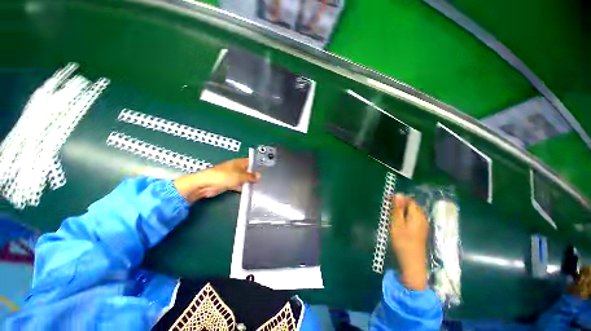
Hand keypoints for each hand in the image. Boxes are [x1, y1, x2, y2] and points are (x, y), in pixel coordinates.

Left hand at [173, 158, 258, 203]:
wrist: (207, 184)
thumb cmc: (224, 176)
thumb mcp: (241, 176)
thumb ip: (251, 176)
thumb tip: (259, 176)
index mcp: (239, 162)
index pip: (251, 162)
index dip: (257, 165)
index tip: (264, 170)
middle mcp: (236, 168)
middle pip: (247, 171)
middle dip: (253, 175)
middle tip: (261, 180)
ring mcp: (232, 176)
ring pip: (243, 178)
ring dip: (248, 182)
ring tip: (256, 186)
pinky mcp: (228, 183)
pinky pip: (238, 185)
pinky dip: (242, 187)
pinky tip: (247, 191)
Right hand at [390, 194, 428, 290]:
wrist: (412, 264)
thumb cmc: (403, 242)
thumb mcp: (397, 224)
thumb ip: (398, 209)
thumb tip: (398, 194)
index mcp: (417, 216)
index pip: (409, 200)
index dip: (399, 200)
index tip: (388, 204)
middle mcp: (423, 219)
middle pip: (411, 206)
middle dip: (400, 206)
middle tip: (389, 213)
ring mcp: (423, 226)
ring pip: (411, 213)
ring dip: (402, 213)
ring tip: (392, 220)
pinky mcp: (420, 232)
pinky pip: (412, 220)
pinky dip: (405, 219)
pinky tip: (399, 226)